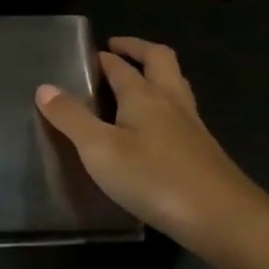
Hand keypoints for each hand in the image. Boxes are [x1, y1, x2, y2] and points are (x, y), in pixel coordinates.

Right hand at [36, 36, 268, 254]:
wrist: (224, 219)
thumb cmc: (154, 178)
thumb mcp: (99, 149)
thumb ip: (71, 118)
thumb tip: (44, 87)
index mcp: (143, 95)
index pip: (120, 65)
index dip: (104, 57)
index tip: (89, 53)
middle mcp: (171, 102)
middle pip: (160, 60)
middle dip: (138, 50)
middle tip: (117, 50)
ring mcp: (192, 126)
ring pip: (176, 85)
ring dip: (156, 74)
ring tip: (137, 81)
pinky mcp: (204, 151)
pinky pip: (183, 113)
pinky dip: (166, 106)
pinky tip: (156, 128)